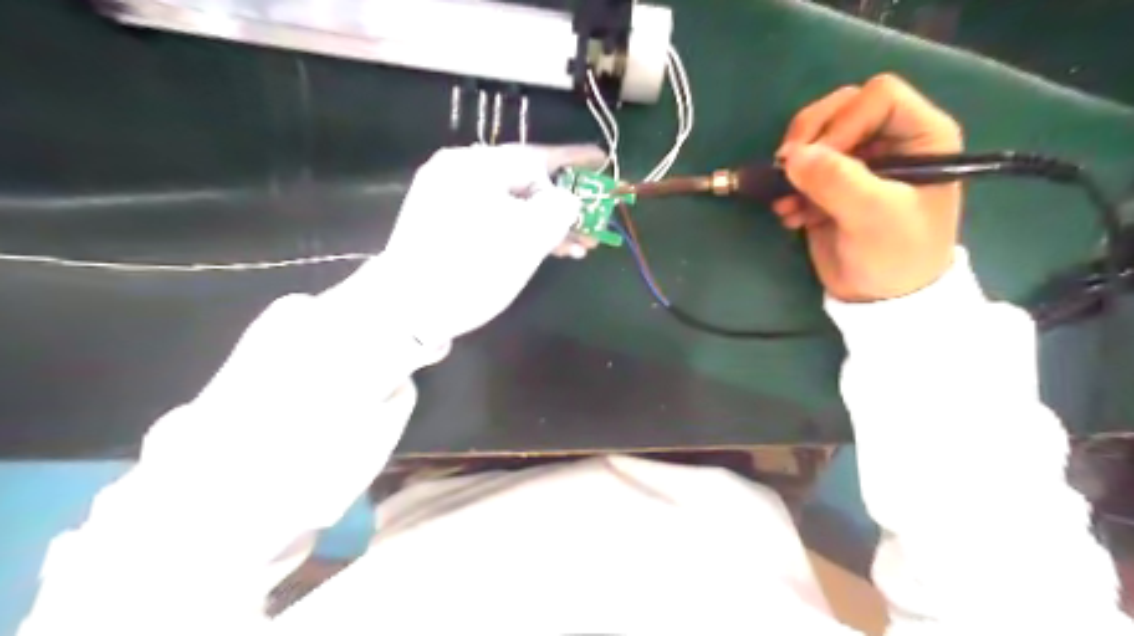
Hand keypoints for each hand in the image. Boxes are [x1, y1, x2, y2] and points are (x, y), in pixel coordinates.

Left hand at [375, 145, 606, 343]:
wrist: (406, 311)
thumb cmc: (471, 270)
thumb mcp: (527, 239)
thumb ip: (559, 209)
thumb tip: (567, 200)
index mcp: (475, 166)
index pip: (536, 156)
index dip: (574, 160)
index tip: (603, 160)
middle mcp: (458, 172)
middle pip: (524, 181)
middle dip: (563, 204)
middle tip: (593, 225)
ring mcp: (447, 197)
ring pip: (510, 203)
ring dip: (545, 223)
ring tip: (576, 247)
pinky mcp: (444, 222)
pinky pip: (493, 217)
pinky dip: (519, 230)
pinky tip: (544, 248)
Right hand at [777, 71, 958, 301]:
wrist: (880, 298)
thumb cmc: (895, 255)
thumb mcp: (873, 217)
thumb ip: (836, 181)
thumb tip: (791, 157)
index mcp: (920, 136)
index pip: (877, 97)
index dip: (843, 122)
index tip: (821, 160)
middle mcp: (889, 141)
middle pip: (840, 107)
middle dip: (809, 137)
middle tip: (787, 168)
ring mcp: (857, 163)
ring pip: (815, 136)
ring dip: (793, 167)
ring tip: (786, 202)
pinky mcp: (831, 186)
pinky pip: (802, 169)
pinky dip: (789, 189)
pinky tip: (789, 216)